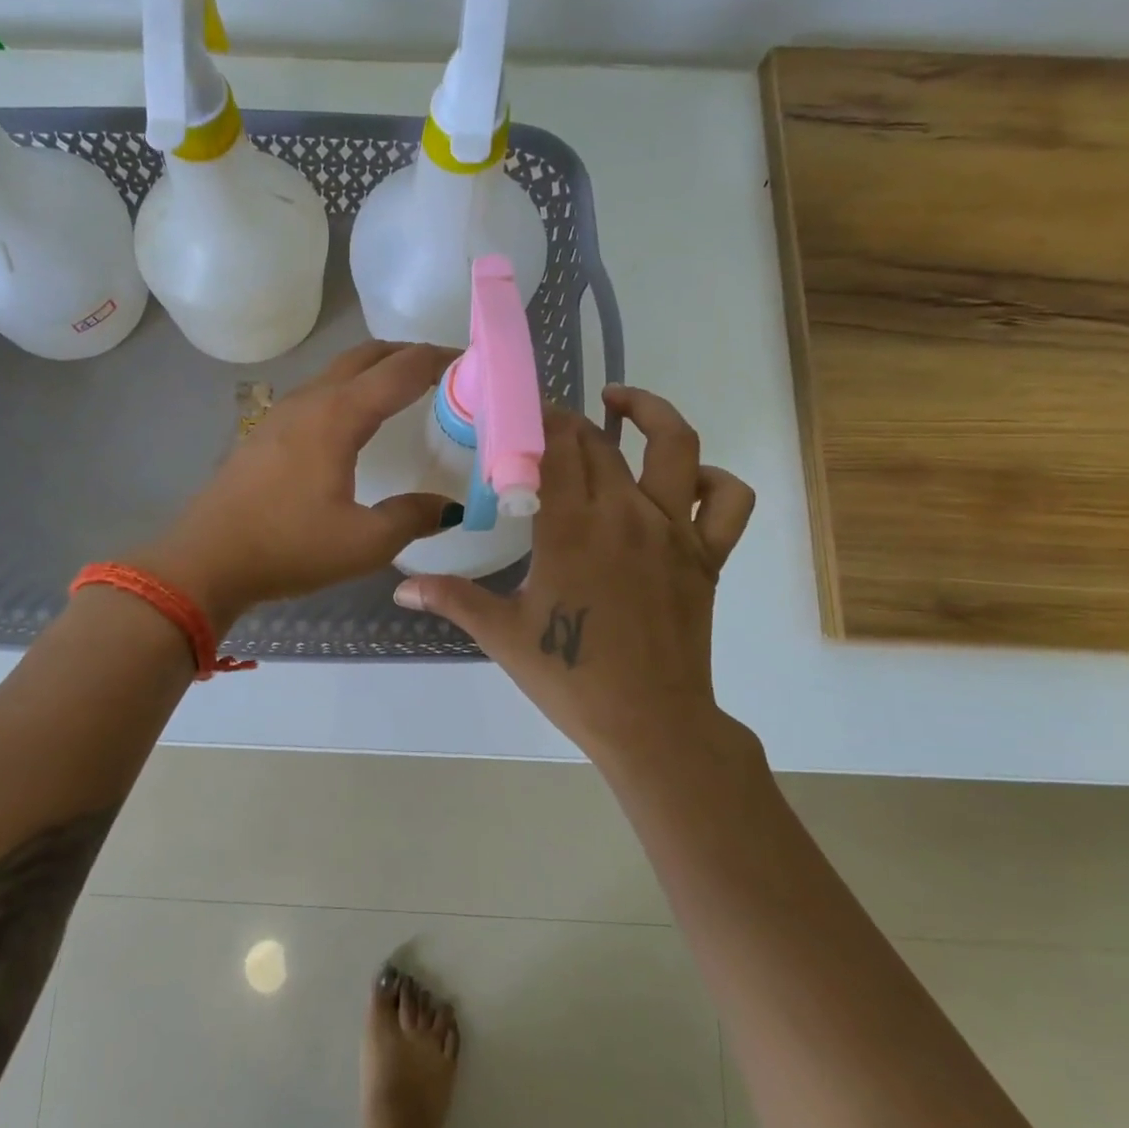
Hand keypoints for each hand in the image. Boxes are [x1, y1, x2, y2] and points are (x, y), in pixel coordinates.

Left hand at [135, 342, 460, 628]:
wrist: (205, 560)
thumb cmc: (287, 547)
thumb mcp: (363, 543)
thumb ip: (412, 518)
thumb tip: (449, 507)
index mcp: (338, 416)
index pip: (400, 370)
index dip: (438, 359)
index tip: (470, 361)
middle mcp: (310, 400)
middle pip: (365, 356)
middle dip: (406, 354)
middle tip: (442, 371)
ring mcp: (281, 413)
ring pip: (337, 372)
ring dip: (373, 370)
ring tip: (403, 393)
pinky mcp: (264, 432)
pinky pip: (317, 393)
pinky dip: (348, 391)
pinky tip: (353, 425)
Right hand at [392, 385, 756, 773]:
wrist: (651, 725)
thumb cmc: (571, 677)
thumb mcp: (502, 635)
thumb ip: (451, 598)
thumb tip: (401, 584)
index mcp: (571, 528)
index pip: (552, 448)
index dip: (533, 421)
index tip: (514, 413)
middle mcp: (625, 514)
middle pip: (599, 442)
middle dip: (568, 421)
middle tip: (544, 422)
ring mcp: (674, 530)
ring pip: (674, 446)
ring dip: (649, 411)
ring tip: (619, 402)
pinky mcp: (707, 555)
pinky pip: (727, 501)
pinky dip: (712, 479)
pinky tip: (683, 480)